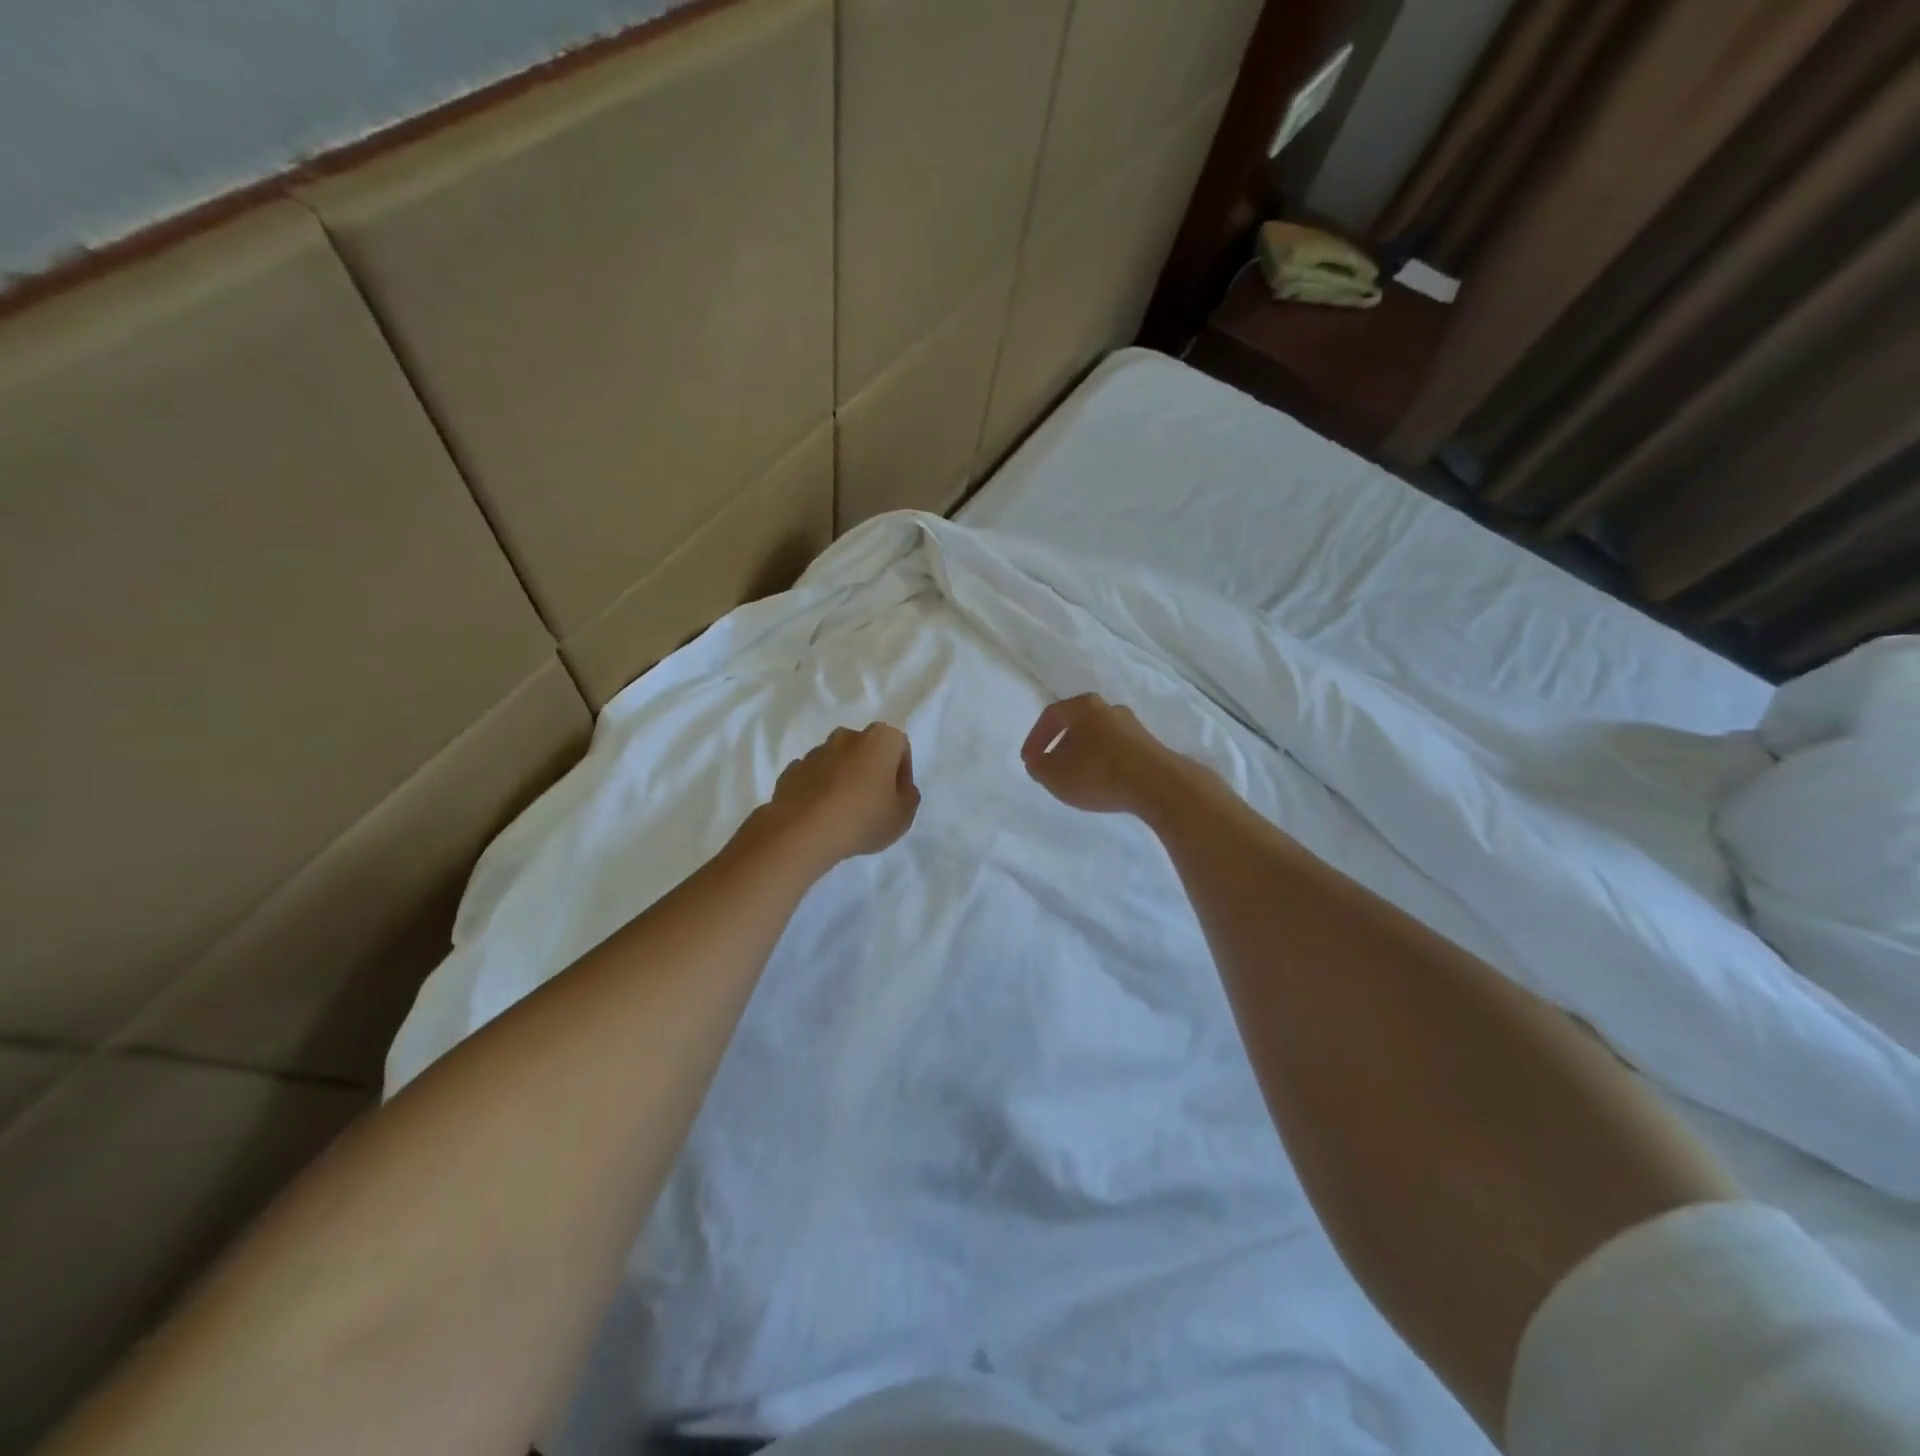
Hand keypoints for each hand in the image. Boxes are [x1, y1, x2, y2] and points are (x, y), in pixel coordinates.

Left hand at [761, 723, 920, 869]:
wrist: (803, 831)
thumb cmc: (862, 818)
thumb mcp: (903, 816)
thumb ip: (908, 797)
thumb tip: (900, 789)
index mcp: (879, 739)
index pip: (899, 746)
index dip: (902, 772)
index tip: (897, 797)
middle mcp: (846, 737)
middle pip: (866, 750)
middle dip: (870, 770)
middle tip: (873, 802)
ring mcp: (815, 752)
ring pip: (837, 762)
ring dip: (843, 779)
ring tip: (843, 812)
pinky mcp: (791, 770)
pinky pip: (813, 777)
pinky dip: (819, 789)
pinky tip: (820, 815)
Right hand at [1020, 694, 1185, 815]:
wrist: (1157, 784)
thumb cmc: (1098, 772)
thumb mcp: (1055, 775)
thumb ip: (1039, 767)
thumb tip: (1038, 762)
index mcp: (1083, 705)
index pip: (1051, 716)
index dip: (1035, 739)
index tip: (1029, 761)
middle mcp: (1109, 708)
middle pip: (1076, 724)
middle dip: (1060, 746)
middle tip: (1051, 767)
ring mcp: (1132, 725)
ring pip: (1097, 737)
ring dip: (1083, 755)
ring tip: (1076, 778)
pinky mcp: (1149, 745)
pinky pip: (1116, 751)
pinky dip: (1103, 763)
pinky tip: (1101, 782)